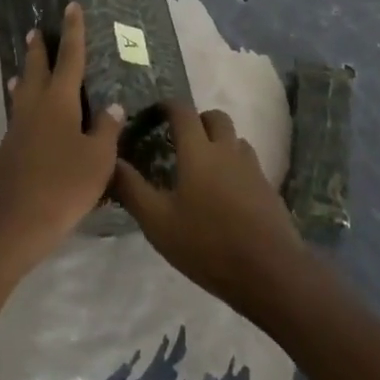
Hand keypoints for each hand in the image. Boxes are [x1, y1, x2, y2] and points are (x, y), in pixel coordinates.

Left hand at [0, 3, 123, 277]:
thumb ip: (106, 129)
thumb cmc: (61, 188)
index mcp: (59, 102)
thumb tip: (112, 104)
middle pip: (37, 69)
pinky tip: (29, 116)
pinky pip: (20, 114)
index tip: (71, 6)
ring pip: (24, 92)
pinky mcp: (9, 151)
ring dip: (27, 74)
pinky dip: (24, 102)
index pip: (69, 58)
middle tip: (37, 30)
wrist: (9, 226)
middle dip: (39, 49)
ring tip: (26, 66)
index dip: (73, 32)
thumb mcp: (97, 160)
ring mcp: (18, 129)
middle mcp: (35, 107)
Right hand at [112, 103, 311, 318]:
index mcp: (198, 150)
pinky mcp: (268, 188)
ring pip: (234, 139)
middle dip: (196, 120)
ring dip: (218, 142)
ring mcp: (252, 167)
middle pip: (214, 117)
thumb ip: (131, 189)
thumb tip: (110, 161)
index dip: (167, 106)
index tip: (153, 115)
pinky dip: (234, 165)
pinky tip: (225, 194)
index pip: (182, 111)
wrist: (270, 272)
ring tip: (202, 168)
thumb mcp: (158, 222)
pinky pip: (248, 163)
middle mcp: (227, 149)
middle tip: (179, 141)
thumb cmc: (207, 244)